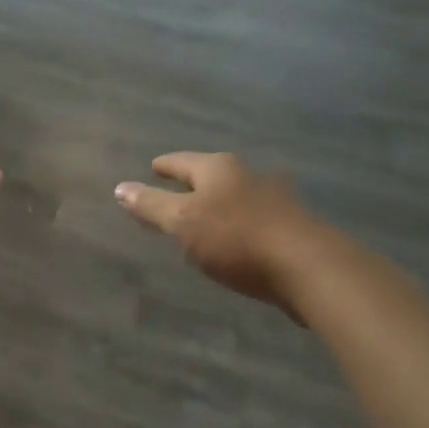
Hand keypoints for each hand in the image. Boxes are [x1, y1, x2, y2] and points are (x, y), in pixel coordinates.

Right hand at [115, 153, 328, 317]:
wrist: (308, 266)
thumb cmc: (237, 238)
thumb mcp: (184, 223)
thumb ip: (152, 206)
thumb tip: (120, 187)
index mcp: (218, 168)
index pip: (182, 161)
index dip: (165, 166)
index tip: (154, 166)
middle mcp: (246, 175)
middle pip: (212, 175)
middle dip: (194, 183)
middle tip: (175, 190)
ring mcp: (273, 199)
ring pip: (235, 196)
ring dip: (219, 204)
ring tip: (204, 217)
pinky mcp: (290, 226)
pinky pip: (253, 218)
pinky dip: (239, 224)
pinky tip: (237, 240)